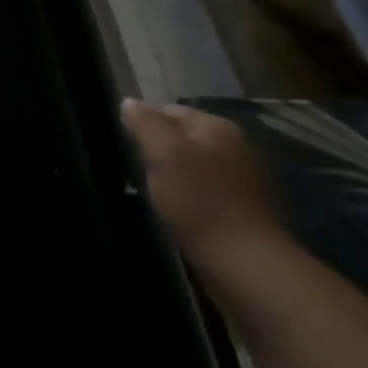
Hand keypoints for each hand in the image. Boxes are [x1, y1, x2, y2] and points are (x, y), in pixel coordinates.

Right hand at [120, 100, 289, 281]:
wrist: (245, 265)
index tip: (123, 143)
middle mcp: (237, 148)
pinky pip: (206, 194)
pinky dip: (188, 199)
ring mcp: (244, 182)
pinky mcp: (244, 213)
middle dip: (159, 150)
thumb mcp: (164, 155)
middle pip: (185, 139)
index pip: (171, 110)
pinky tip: (174, 213)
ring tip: (149, 192)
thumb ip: (146, 125)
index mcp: (219, 128)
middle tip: (133, 168)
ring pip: (195, 168)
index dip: (144, 122)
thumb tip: (129, 102)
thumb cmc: (199, 202)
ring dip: (173, 176)